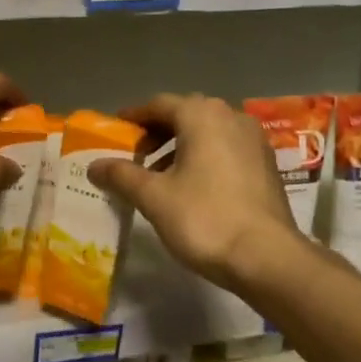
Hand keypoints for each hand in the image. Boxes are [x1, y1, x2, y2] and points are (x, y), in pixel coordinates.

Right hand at [88, 93, 299, 290]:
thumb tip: (94, 165)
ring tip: (159, 175)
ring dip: (180, 147)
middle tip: (134, 155)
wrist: (266, 257)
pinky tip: (191, 187)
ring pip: (208, 133)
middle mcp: (231, 117)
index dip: (134, 117)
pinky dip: (204, 158)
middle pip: (186, 115)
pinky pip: (227, 149)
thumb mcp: (153, 197)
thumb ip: (122, 175)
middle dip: (157, 132)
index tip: (116, 131)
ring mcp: (254, 141)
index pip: (159, 104)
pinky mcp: (266, 165)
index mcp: (202, 116)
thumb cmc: (204, 218)